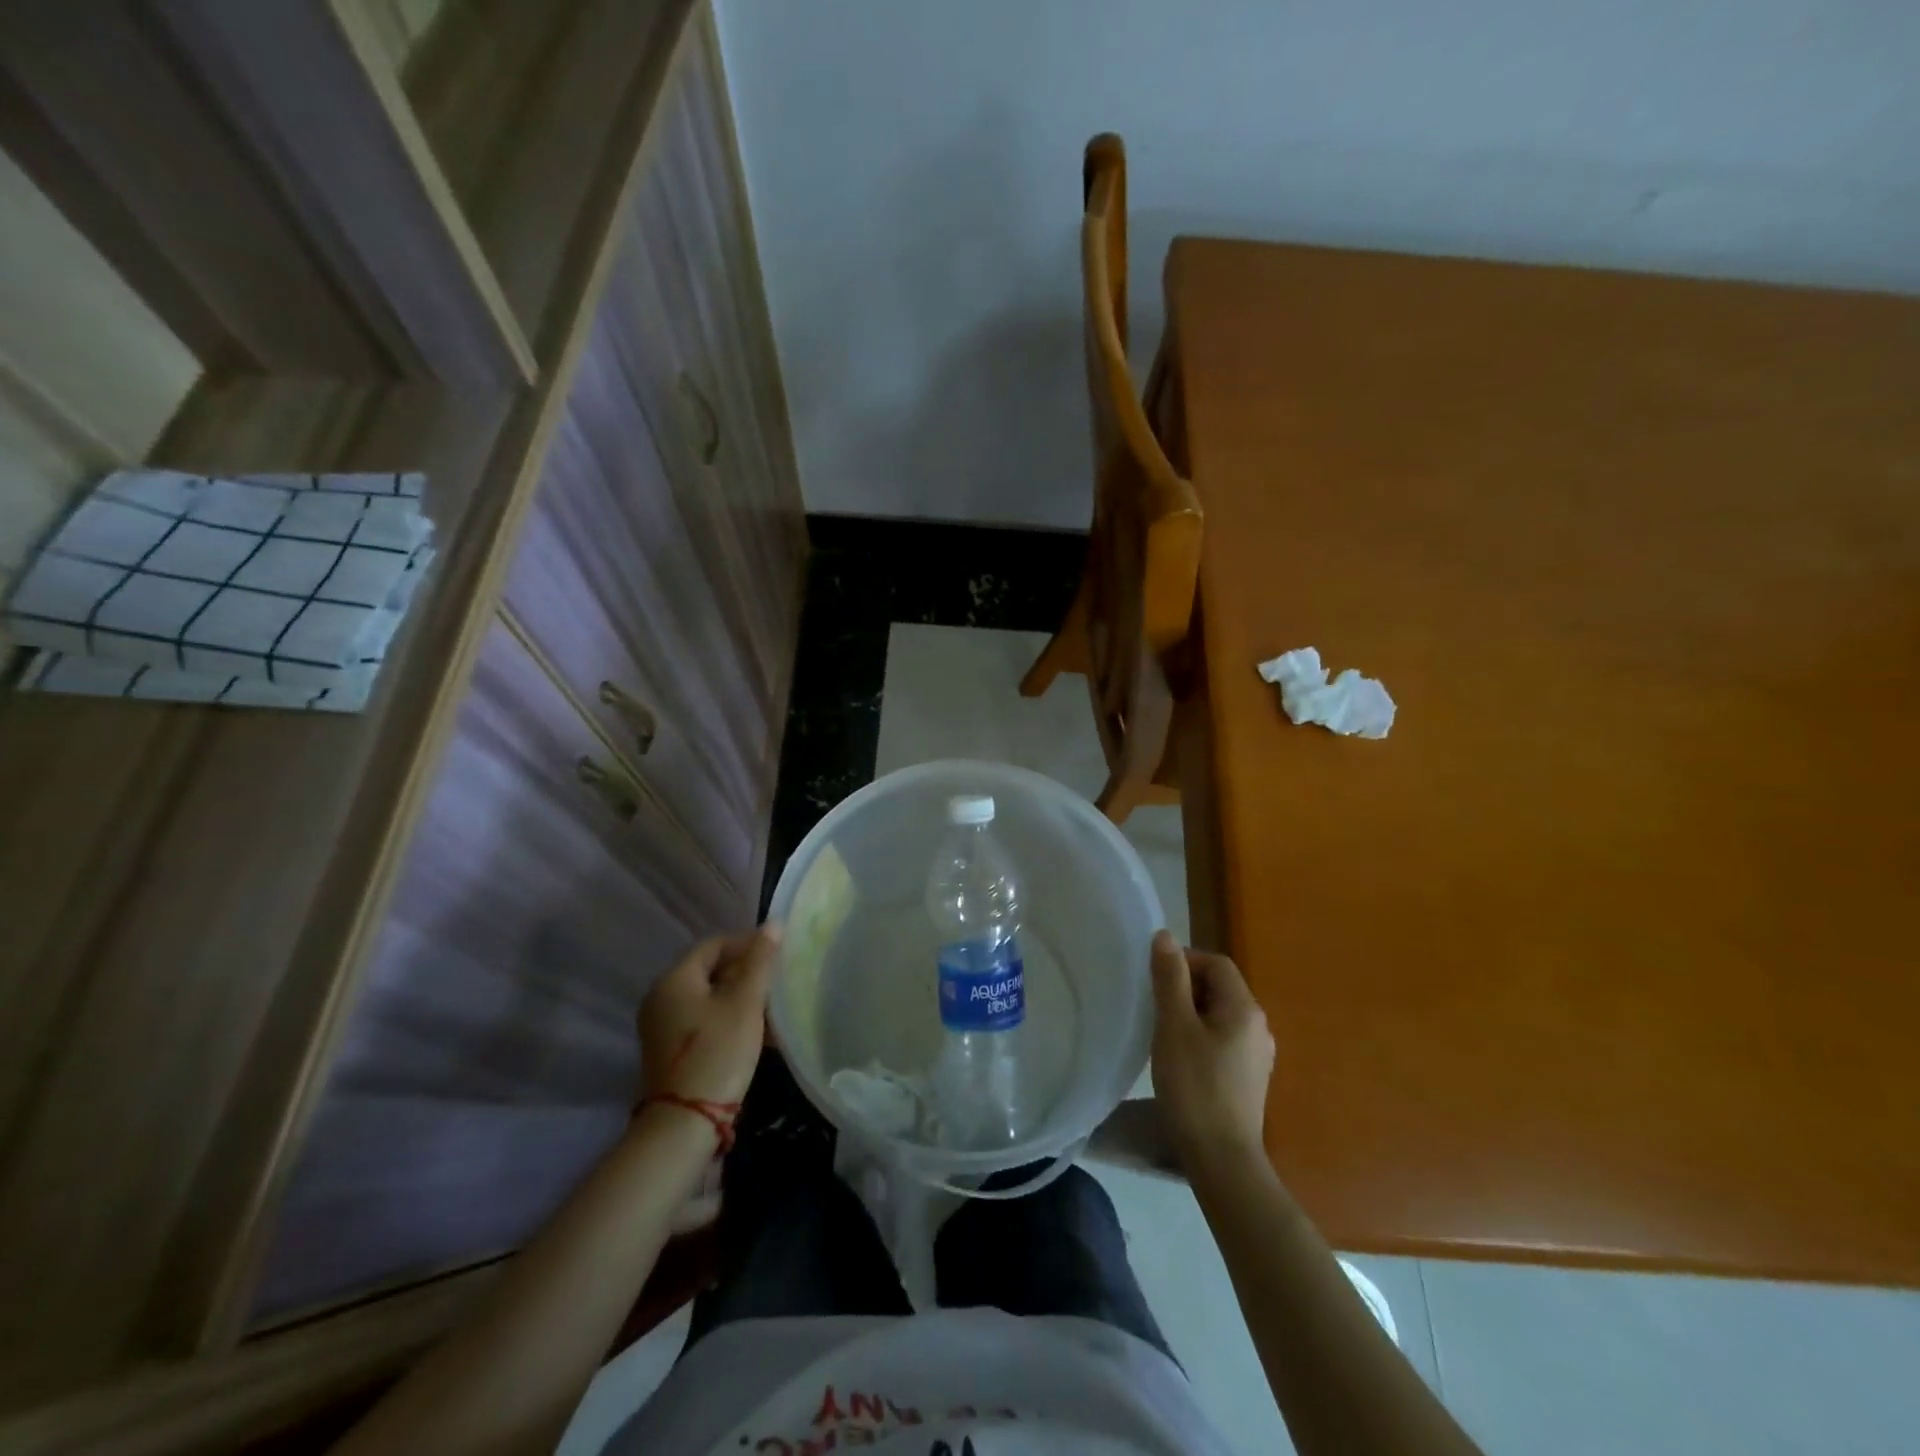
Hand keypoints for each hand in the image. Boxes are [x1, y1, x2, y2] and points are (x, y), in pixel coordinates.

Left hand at [639, 925, 780, 1108]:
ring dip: (742, 999)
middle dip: (747, 974)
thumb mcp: (745, 1003)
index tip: (778, 955)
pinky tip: (758, 1035)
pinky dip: (730, 1020)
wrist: (685, 1126)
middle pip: (711, 971)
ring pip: (710, 999)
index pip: (714, 944)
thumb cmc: (718, 1053)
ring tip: (774, 1010)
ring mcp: (663, 1028)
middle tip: (778, 983)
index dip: (748, 944)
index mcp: (674, 980)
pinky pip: (704, 1022)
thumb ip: (760, 961)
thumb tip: (774, 923)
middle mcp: (661, 999)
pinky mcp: (671, 1052)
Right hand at [1150, 929, 1274, 1169]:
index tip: (1154, 981)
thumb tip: (1164, 936)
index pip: (1216, 963)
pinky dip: (1200, 1037)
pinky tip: (1181, 1059)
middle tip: (1154, 1007)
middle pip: (1220, 987)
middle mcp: (1259, 1026)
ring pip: (1219, 1015)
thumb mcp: (1174, 1026)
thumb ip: (1169, 978)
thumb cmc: (1194, 1086)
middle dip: (1185, 988)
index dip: (1184, 961)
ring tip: (1162, 1033)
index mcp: (1245, 1008)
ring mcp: (1258, 1055)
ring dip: (1190, 1014)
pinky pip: (1223, 1040)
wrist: (1222, 1159)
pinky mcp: (1250, 1078)